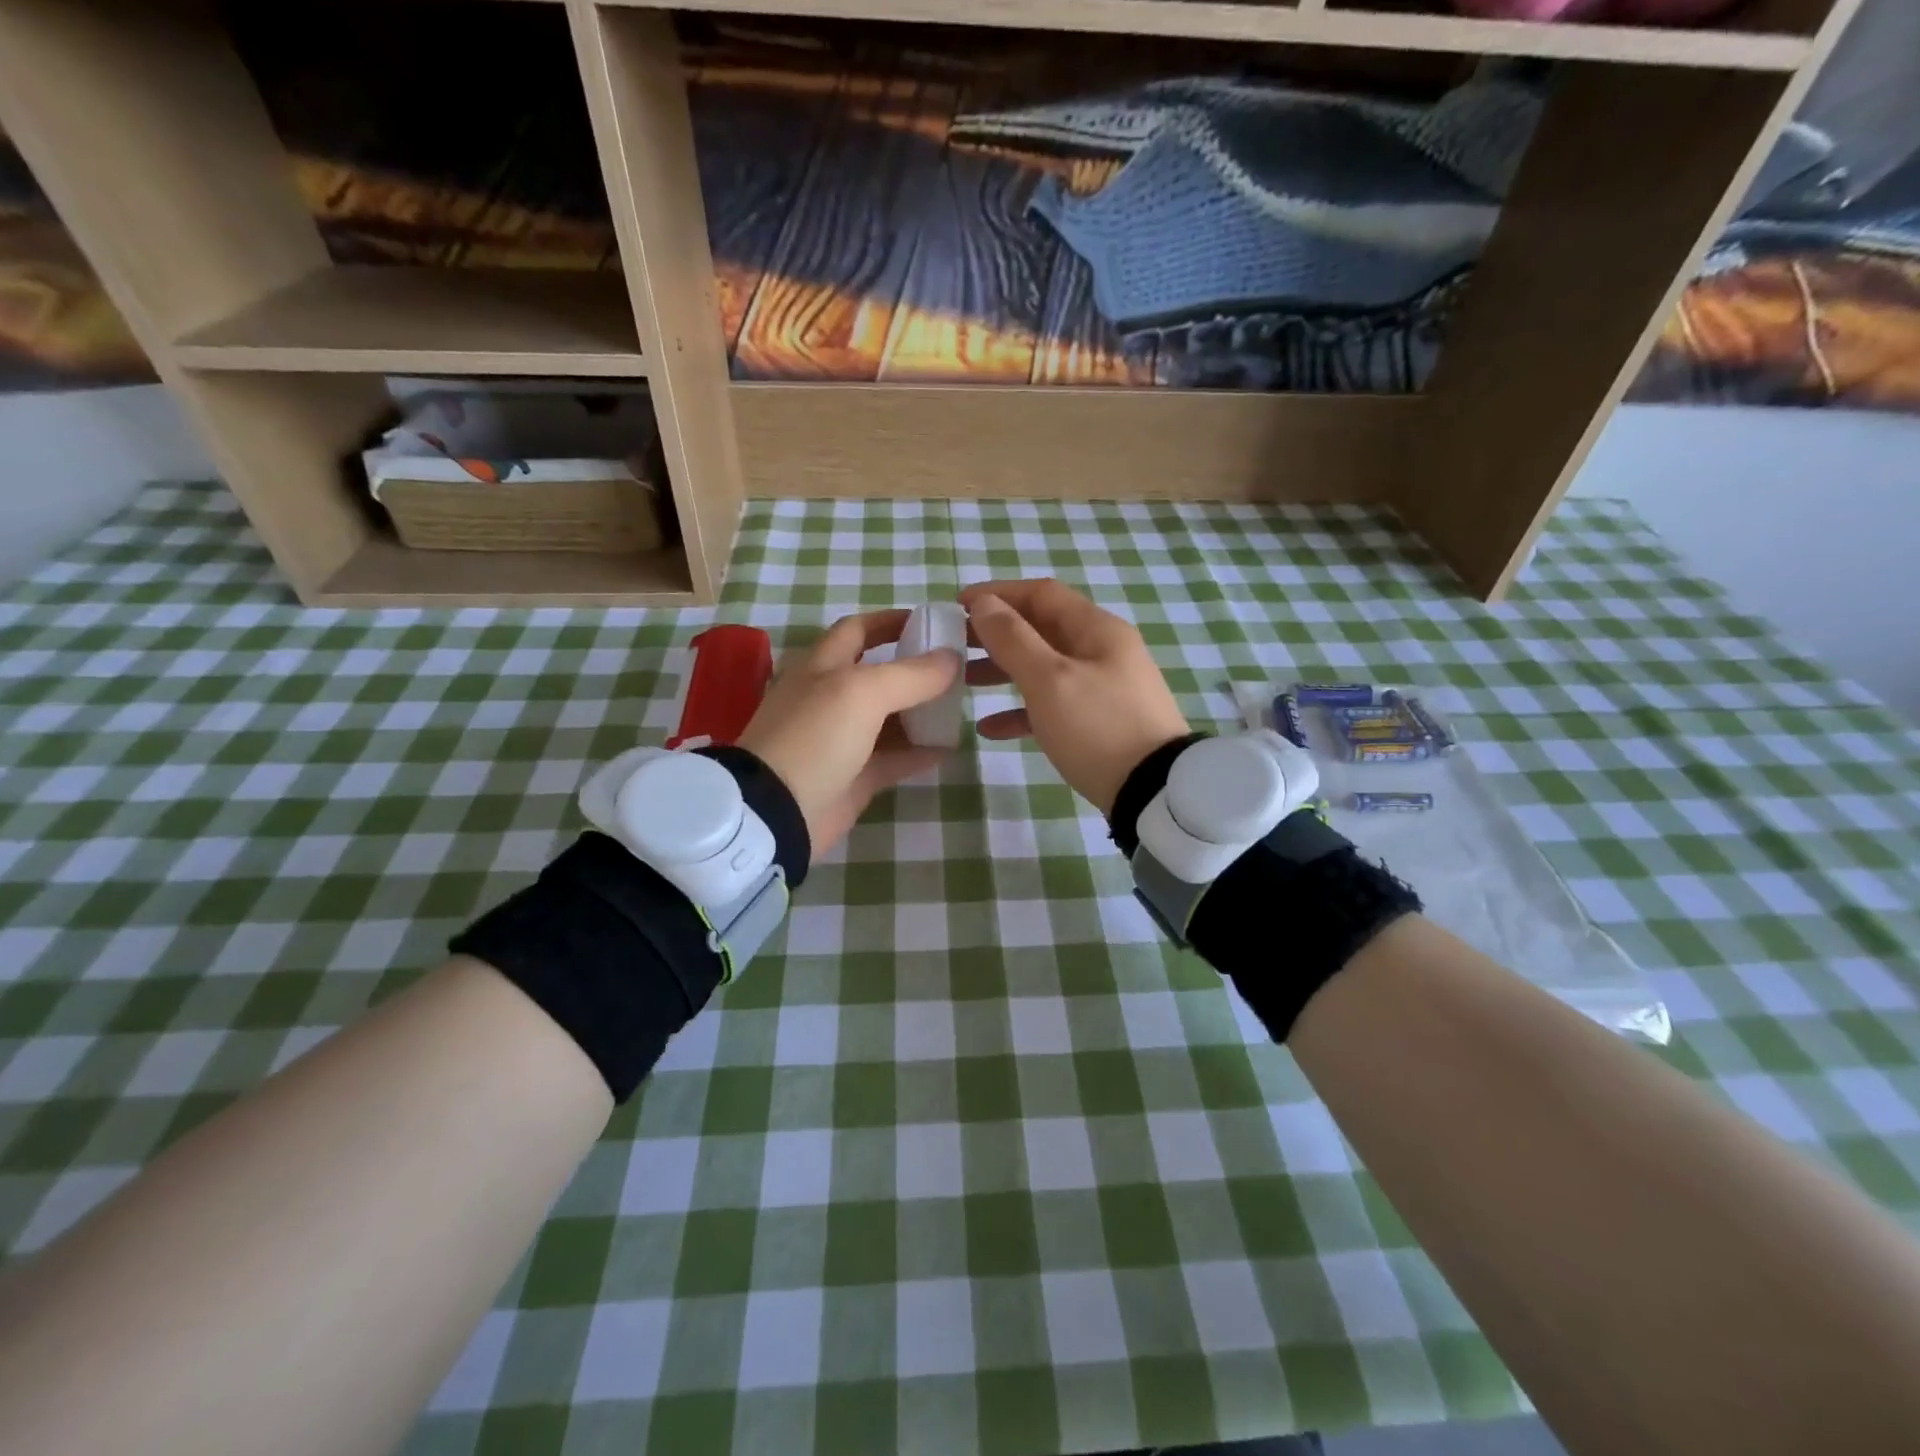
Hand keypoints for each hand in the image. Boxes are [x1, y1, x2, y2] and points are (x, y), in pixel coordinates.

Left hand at [737, 609, 961, 854]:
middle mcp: (830, 697)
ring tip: (959, 707)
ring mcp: (841, 739)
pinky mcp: (853, 776)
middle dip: (915, 669)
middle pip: (879, 674)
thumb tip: (953, 659)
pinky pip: (893, 758)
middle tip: (958, 670)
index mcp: (823, 665)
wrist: (777, 811)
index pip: (859, 629)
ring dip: (921, 712)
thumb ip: (912, 674)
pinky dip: (919, 752)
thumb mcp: (863, 692)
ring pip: (888, 718)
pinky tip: (948, 748)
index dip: (891, 621)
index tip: (932, 623)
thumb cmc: (815, 737)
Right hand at [960, 579, 1189, 814]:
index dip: (998, 593)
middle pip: (1041, 628)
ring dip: (1004, 670)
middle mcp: (1102, 650)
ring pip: (1044, 666)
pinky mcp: (1099, 721)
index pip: (1041, 594)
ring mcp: (1103, 687)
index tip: (957, 605)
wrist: (1153, 791)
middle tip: (955, 643)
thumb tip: (984, 604)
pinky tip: (989, 728)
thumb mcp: (1050, 680)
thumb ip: (1014, 639)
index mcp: (1096, 629)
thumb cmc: (1098, 727)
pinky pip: (1053, 704)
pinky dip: (1022, 710)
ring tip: (964, 681)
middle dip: (997, 633)